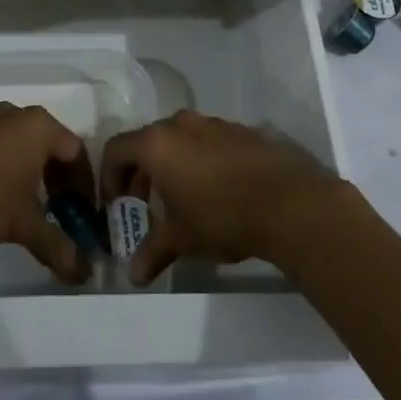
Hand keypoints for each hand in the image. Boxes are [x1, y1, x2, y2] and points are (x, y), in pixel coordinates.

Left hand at [0, 103, 92, 284]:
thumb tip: (84, 275)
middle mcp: (18, 114)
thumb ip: (57, 246)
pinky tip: (2, 196)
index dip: (84, 186)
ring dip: (36, 175)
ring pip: (26, 146)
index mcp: (40, 126)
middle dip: (61, 182)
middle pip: (53, 147)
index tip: (83, 214)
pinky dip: (12, 168)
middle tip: (62, 213)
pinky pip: (4, 145)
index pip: (77, 153)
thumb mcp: (22, 224)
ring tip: (33, 208)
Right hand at [99, 111, 349, 285]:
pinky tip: (217, 190)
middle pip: (148, 142)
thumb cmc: (222, 217)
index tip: (116, 204)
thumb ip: (153, 252)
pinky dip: (202, 160)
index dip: (109, 177)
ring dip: (172, 165)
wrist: (291, 204)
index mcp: (157, 144)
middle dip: (140, 173)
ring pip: (180, 140)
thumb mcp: (182, 239)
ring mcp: (215, 124)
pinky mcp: (243, 131)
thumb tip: (134, 275)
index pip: (116, 150)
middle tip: (144, 204)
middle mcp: (182, 125)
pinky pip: (210, 142)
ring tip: (182, 198)